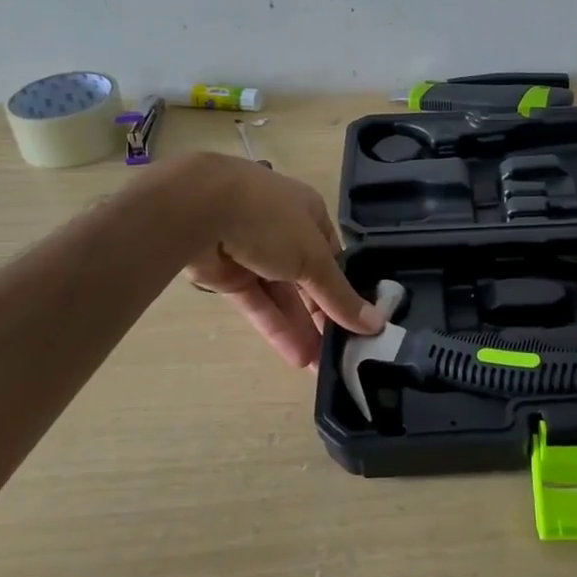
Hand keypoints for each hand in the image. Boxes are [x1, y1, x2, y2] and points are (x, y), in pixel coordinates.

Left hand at [182, 156, 383, 367]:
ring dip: (302, 328)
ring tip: (320, 367)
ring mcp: (253, 253)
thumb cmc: (271, 221)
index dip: (346, 289)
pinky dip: (276, 328)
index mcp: (309, 214)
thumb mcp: (315, 258)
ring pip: (282, 295)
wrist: (199, 209)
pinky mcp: (227, 274)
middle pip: (309, 279)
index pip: (334, 256)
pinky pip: (257, 304)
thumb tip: (377, 325)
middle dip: (324, 316)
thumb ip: (341, 296)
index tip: (360, 324)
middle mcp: (283, 230)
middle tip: (341, 354)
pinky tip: (296, 357)